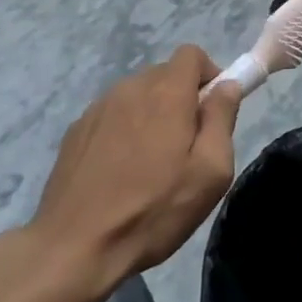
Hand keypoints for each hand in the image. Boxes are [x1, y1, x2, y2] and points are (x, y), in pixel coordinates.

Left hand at [29, 46, 241, 293]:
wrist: (73, 247)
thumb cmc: (153, 211)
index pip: (192, 54)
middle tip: (186, 146)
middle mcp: (130, 88)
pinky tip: (120, 172)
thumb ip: (222, 119)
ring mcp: (98, 108)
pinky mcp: (76, 130)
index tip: (213, 110)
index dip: (209, 74)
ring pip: (137, 96)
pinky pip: (112, 116)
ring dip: (152, 115)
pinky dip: (124, 131)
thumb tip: (227, 87)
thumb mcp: (210, 173)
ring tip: (151, 164)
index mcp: (166, 93)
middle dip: (182, 99)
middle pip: (165, 75)